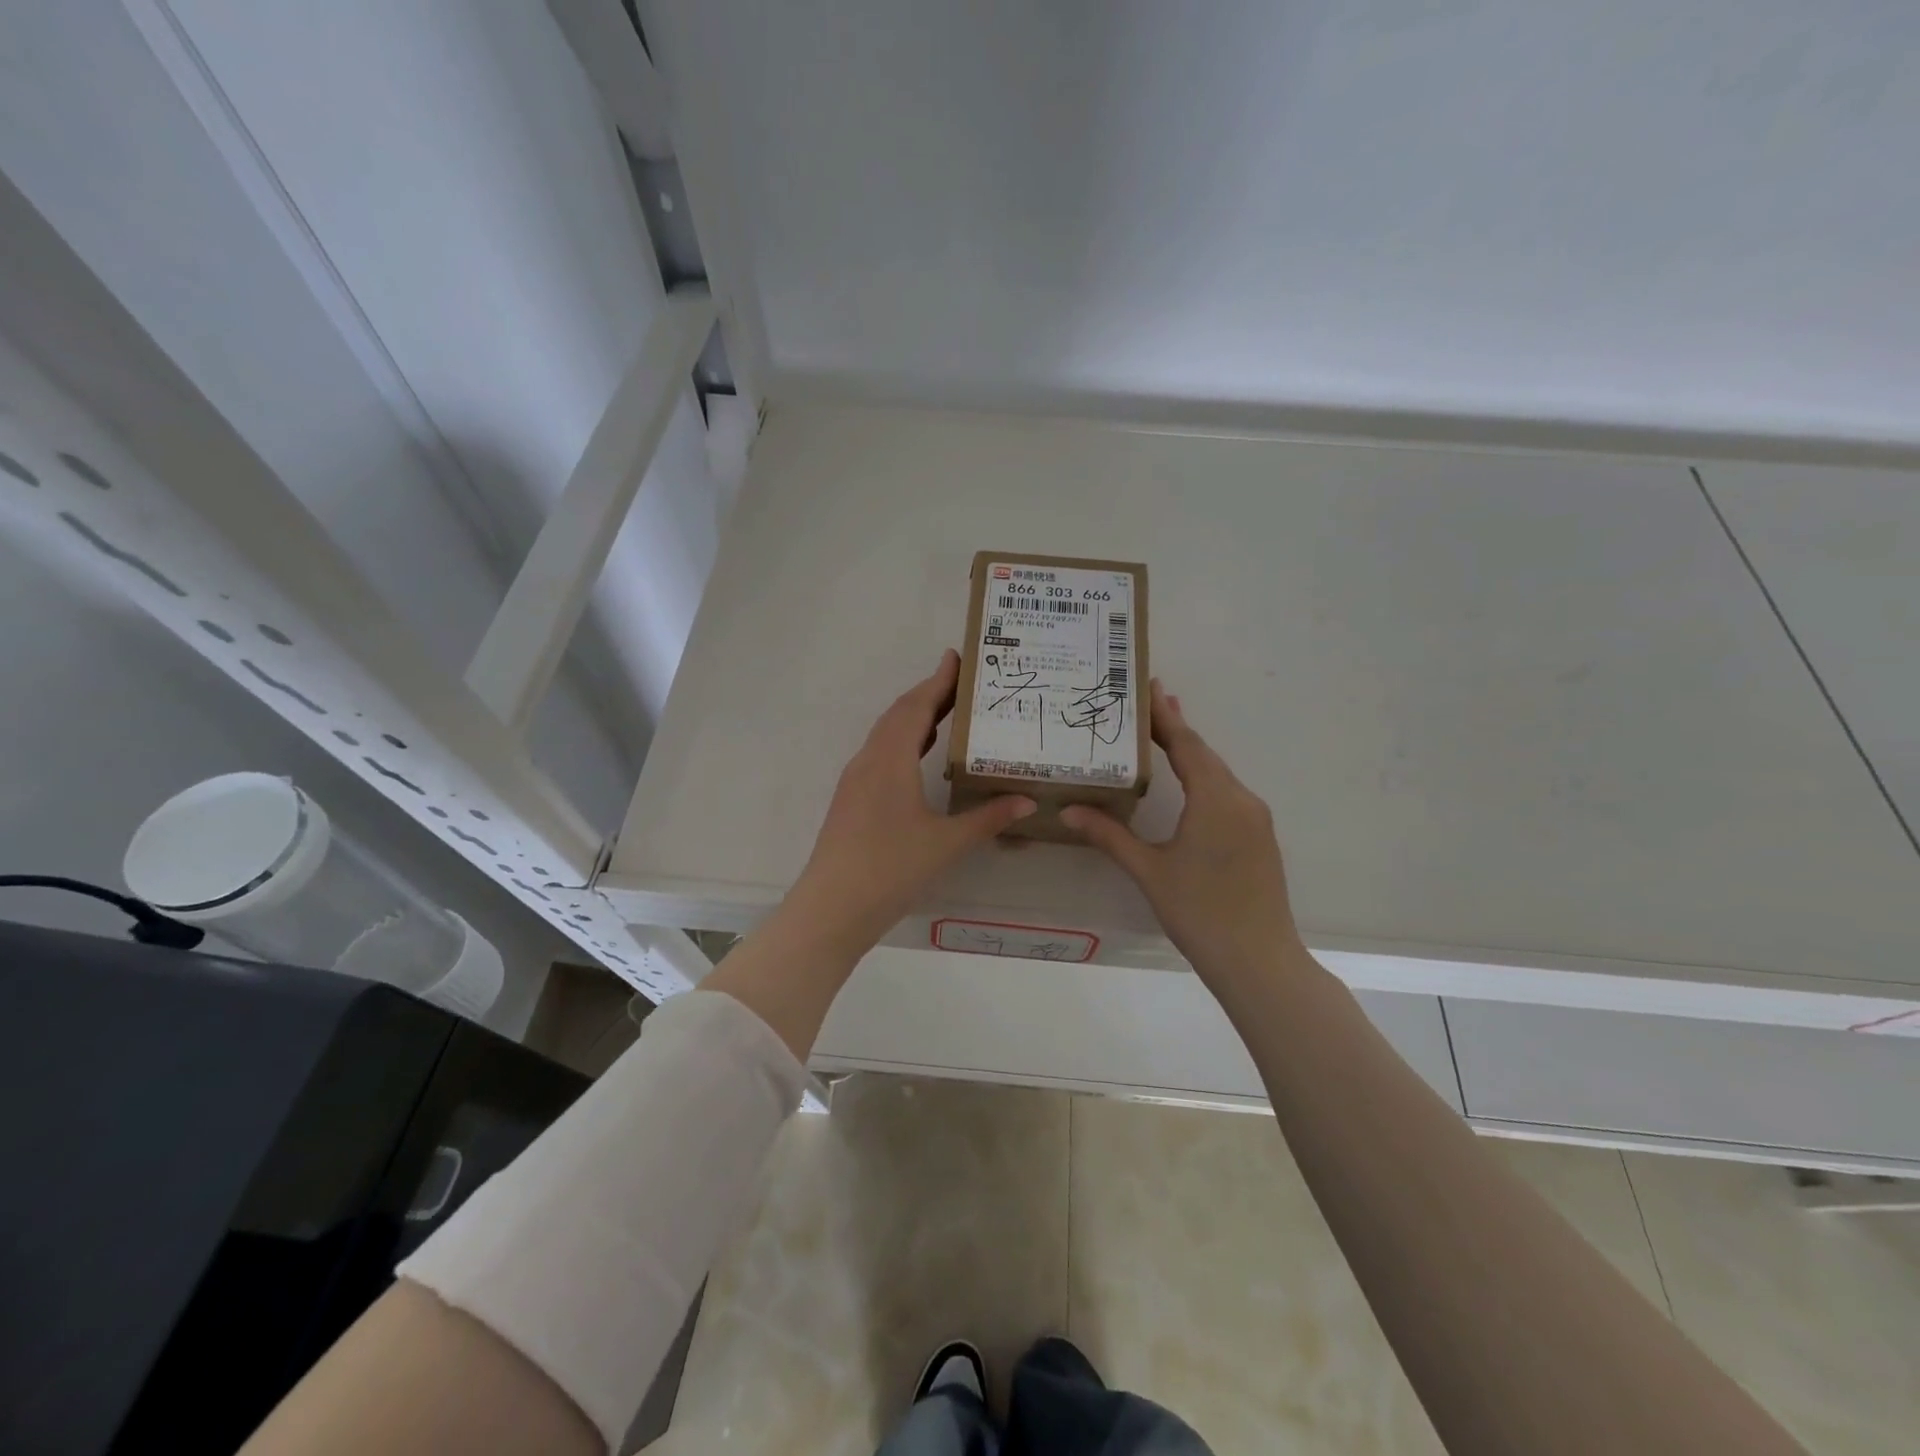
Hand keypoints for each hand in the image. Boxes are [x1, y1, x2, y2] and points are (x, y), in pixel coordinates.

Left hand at [790, 649, 1036, 952]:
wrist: (832, 907)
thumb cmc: (891, 868)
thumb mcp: (947, 843)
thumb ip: (988, 818)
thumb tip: (1028, 801)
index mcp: (891, 759)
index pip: (917, 706)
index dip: (938, 681)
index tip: (957, 657)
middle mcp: (869, 760)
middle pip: (899, 715)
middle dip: (929, 694)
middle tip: (962, 683)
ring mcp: (855, 780)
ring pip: (886, 735)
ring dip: (915, 718)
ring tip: (948, 712)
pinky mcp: (851, 799)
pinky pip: (880, 755)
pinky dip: (904, 743)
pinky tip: (921, 758)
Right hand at [1062, 681, 1302, 988]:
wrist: (1260, 961)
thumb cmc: (1200, 912)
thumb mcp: (1149, 871)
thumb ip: (1109, 836)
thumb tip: (1069, 811)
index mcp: (1215, 800)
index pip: (1186, 746)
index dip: (1165, 717)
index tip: (1148, 688)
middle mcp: (1241, 799)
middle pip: (1205, 754)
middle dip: (1177, 727)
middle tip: (1150, 701)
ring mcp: (1255, 819)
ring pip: (1219, 773)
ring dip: (1192, 752)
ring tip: (1164, 733)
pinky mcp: (1260, 837)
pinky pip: (1228, 793)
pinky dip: (1205, 776)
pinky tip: (1190, 781)